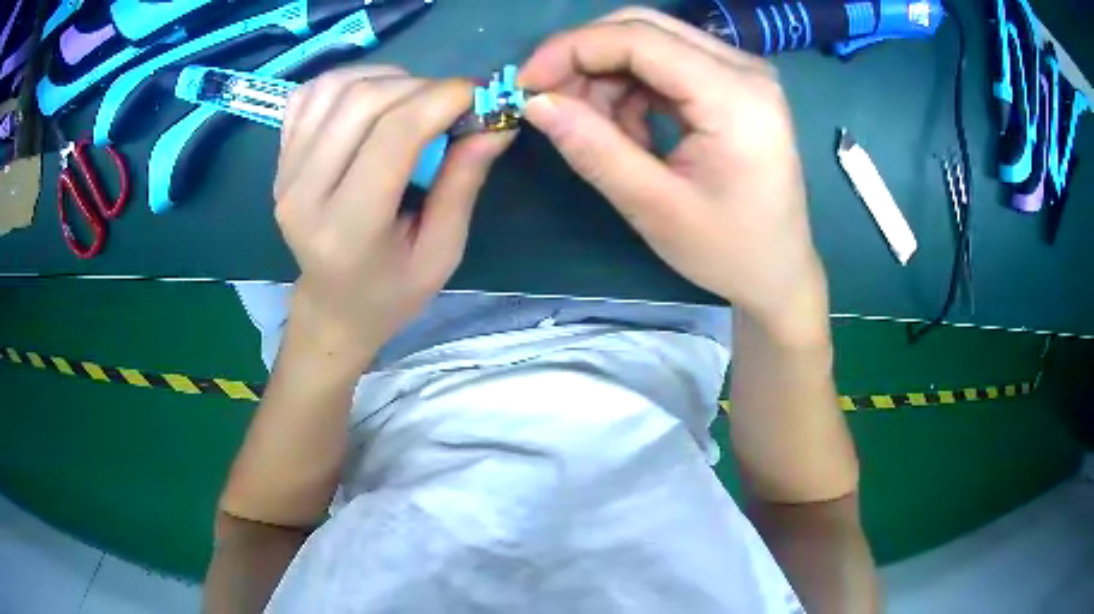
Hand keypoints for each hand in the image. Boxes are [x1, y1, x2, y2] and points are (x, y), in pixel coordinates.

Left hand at [274, 66, 512, 366]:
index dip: (442, 100)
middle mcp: (304, 193)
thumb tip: (496, 123)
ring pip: (336, 87)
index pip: (394, 135)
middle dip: (421, 87)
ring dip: (387, 78)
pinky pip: (311, 93)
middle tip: (452, 101)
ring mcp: (285, 171)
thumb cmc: (391, 290)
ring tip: (414, 100)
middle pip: (363, 101)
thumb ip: (463, 184)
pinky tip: (373, 98)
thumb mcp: (442, 252)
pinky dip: (349, 80)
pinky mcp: (280, 158)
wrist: (333, 306)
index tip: (480, 94)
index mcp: (347, 228)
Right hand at [521, 8, 827, 335]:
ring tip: (600, 133)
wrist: (778, 271)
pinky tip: (631, 132)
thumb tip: (536, 102)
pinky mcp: (733, 84)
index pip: (639, 38)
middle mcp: (744, 68)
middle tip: (553, 104)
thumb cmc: (728, 250)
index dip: (571, 50)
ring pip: (650, 42)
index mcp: (736, 96)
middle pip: (643, 27)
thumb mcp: (654, 207)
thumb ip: (593, 148)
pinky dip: (633, 89)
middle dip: (586, 58)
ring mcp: (741, 72)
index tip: (526, 85)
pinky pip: (666, 64)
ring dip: (608, 77)